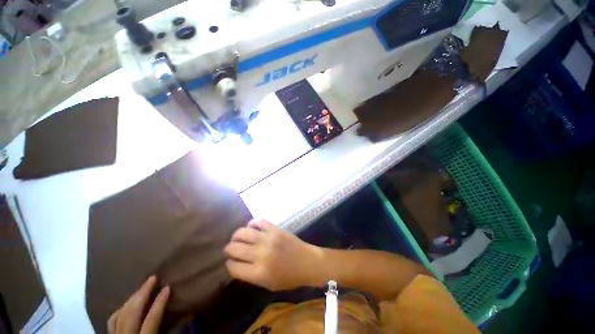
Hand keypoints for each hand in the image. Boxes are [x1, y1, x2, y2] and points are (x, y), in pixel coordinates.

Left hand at [108, 276, 169, 333]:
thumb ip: (174, 332)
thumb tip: (189, 315)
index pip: (151, 321)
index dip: (159, 303)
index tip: (168, 287)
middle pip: (131, 314)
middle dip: (142, 294)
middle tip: (152, 278)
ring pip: (119, 315)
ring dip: (131, 299)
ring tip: (142, 288)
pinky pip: (112, 320)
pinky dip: (121, 309)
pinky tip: (127, 303)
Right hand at [224, 219, 323, 290]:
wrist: (307, 262)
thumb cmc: (289, 277)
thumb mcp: (267, 284)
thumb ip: (250, 275)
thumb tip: (236, 263)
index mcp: (258, 273)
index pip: (233, 267)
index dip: (229, 264)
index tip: (230, 261)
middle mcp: (261, 254)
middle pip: (235, 248)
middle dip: (229, 249)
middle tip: (230, 249)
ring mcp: (268, 239)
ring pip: (243, 233)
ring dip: (236, 235)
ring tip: (236, 237)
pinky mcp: (275, 229)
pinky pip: (259, 222)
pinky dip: (252, 223)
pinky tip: (251, 227)